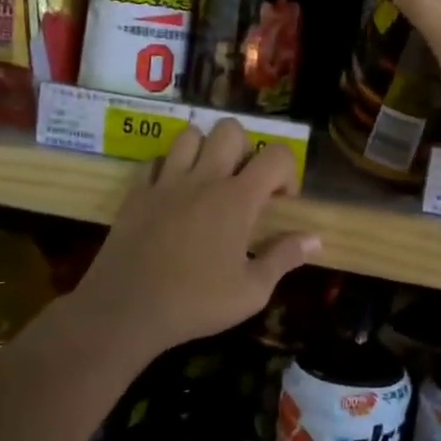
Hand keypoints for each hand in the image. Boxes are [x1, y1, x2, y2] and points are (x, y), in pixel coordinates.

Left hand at [73, 118, 319, 360]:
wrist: (125, 310)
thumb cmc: (196, 302)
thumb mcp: (252, 291)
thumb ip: (284, 258)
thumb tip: (315, 238)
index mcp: (237, 199)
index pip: (276, 155)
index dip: (287, 171)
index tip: (282, 201)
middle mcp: (204, 179)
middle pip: (230, 130)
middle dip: (246, 149)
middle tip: (243, 184)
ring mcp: (166, 182)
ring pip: (189, 135)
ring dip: (205, 150)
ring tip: (207, 182)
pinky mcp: (136, 193)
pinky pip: (154, 161)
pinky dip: (167, 168)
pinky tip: (172, 194)